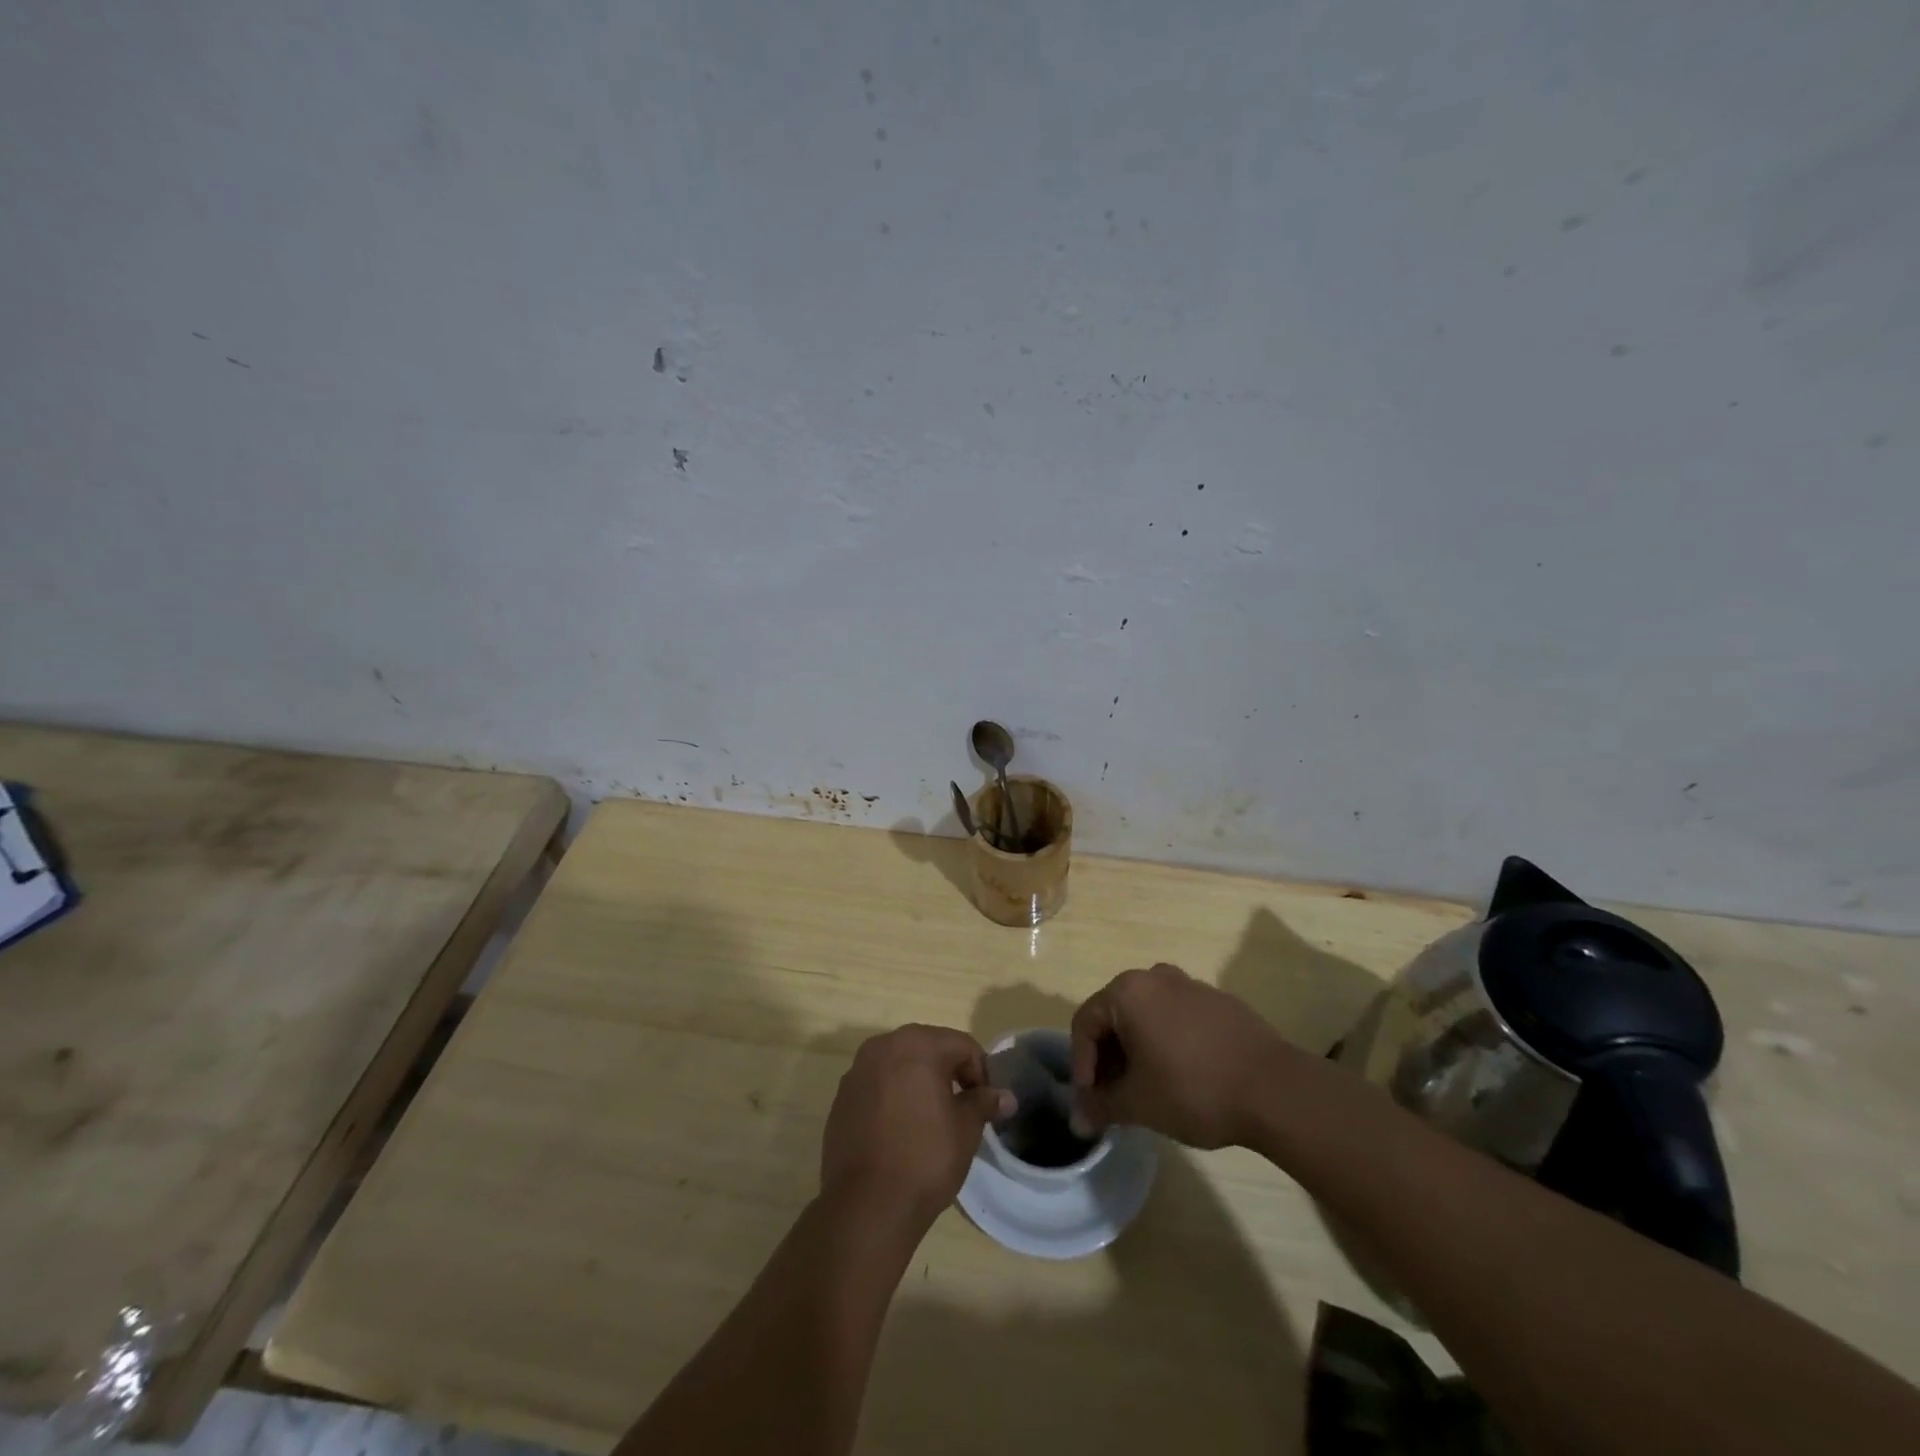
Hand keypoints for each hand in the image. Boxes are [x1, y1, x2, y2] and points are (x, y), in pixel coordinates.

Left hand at [821, 1025, 1015, 1228]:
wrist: (866, 1206)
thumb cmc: (925, 1159)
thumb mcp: (966, 1130)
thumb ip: (984, 1103)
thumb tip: (1006, 1096)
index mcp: (917, 1044)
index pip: (962, 1045)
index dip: (980, 1072)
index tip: (984, 1105)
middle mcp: (883, 1046)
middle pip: (928, 1048)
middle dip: (948, 1073)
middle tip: (961, 1110)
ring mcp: (857, 1071)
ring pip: (899, 1066)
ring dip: (918, 1083)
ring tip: (930, 1121)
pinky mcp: (841, 1098)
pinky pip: (877, 1086)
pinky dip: (892, 1098)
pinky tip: (899, 1132)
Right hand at [1070, 964, 1290, 1148]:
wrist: (1275, 1089)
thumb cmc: (1193, 1089)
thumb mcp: (1138, 1104)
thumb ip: (1101, 1107)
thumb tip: (1078, 1120)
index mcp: (1127, 992)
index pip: (1084, 1024)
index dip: (1081, 1066)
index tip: (1091, 1102)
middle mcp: (1154, 977)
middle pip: (1114, 1016)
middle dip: (1108, 1059)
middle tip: (1113, 1098)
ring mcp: (1190, 985)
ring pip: (1146, 1017)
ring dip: (1136, 1051)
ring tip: (1145, 1091)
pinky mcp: (1218, 1002)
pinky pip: (1176, 1018)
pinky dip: (1166, 1043)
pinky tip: (1180, 1078)